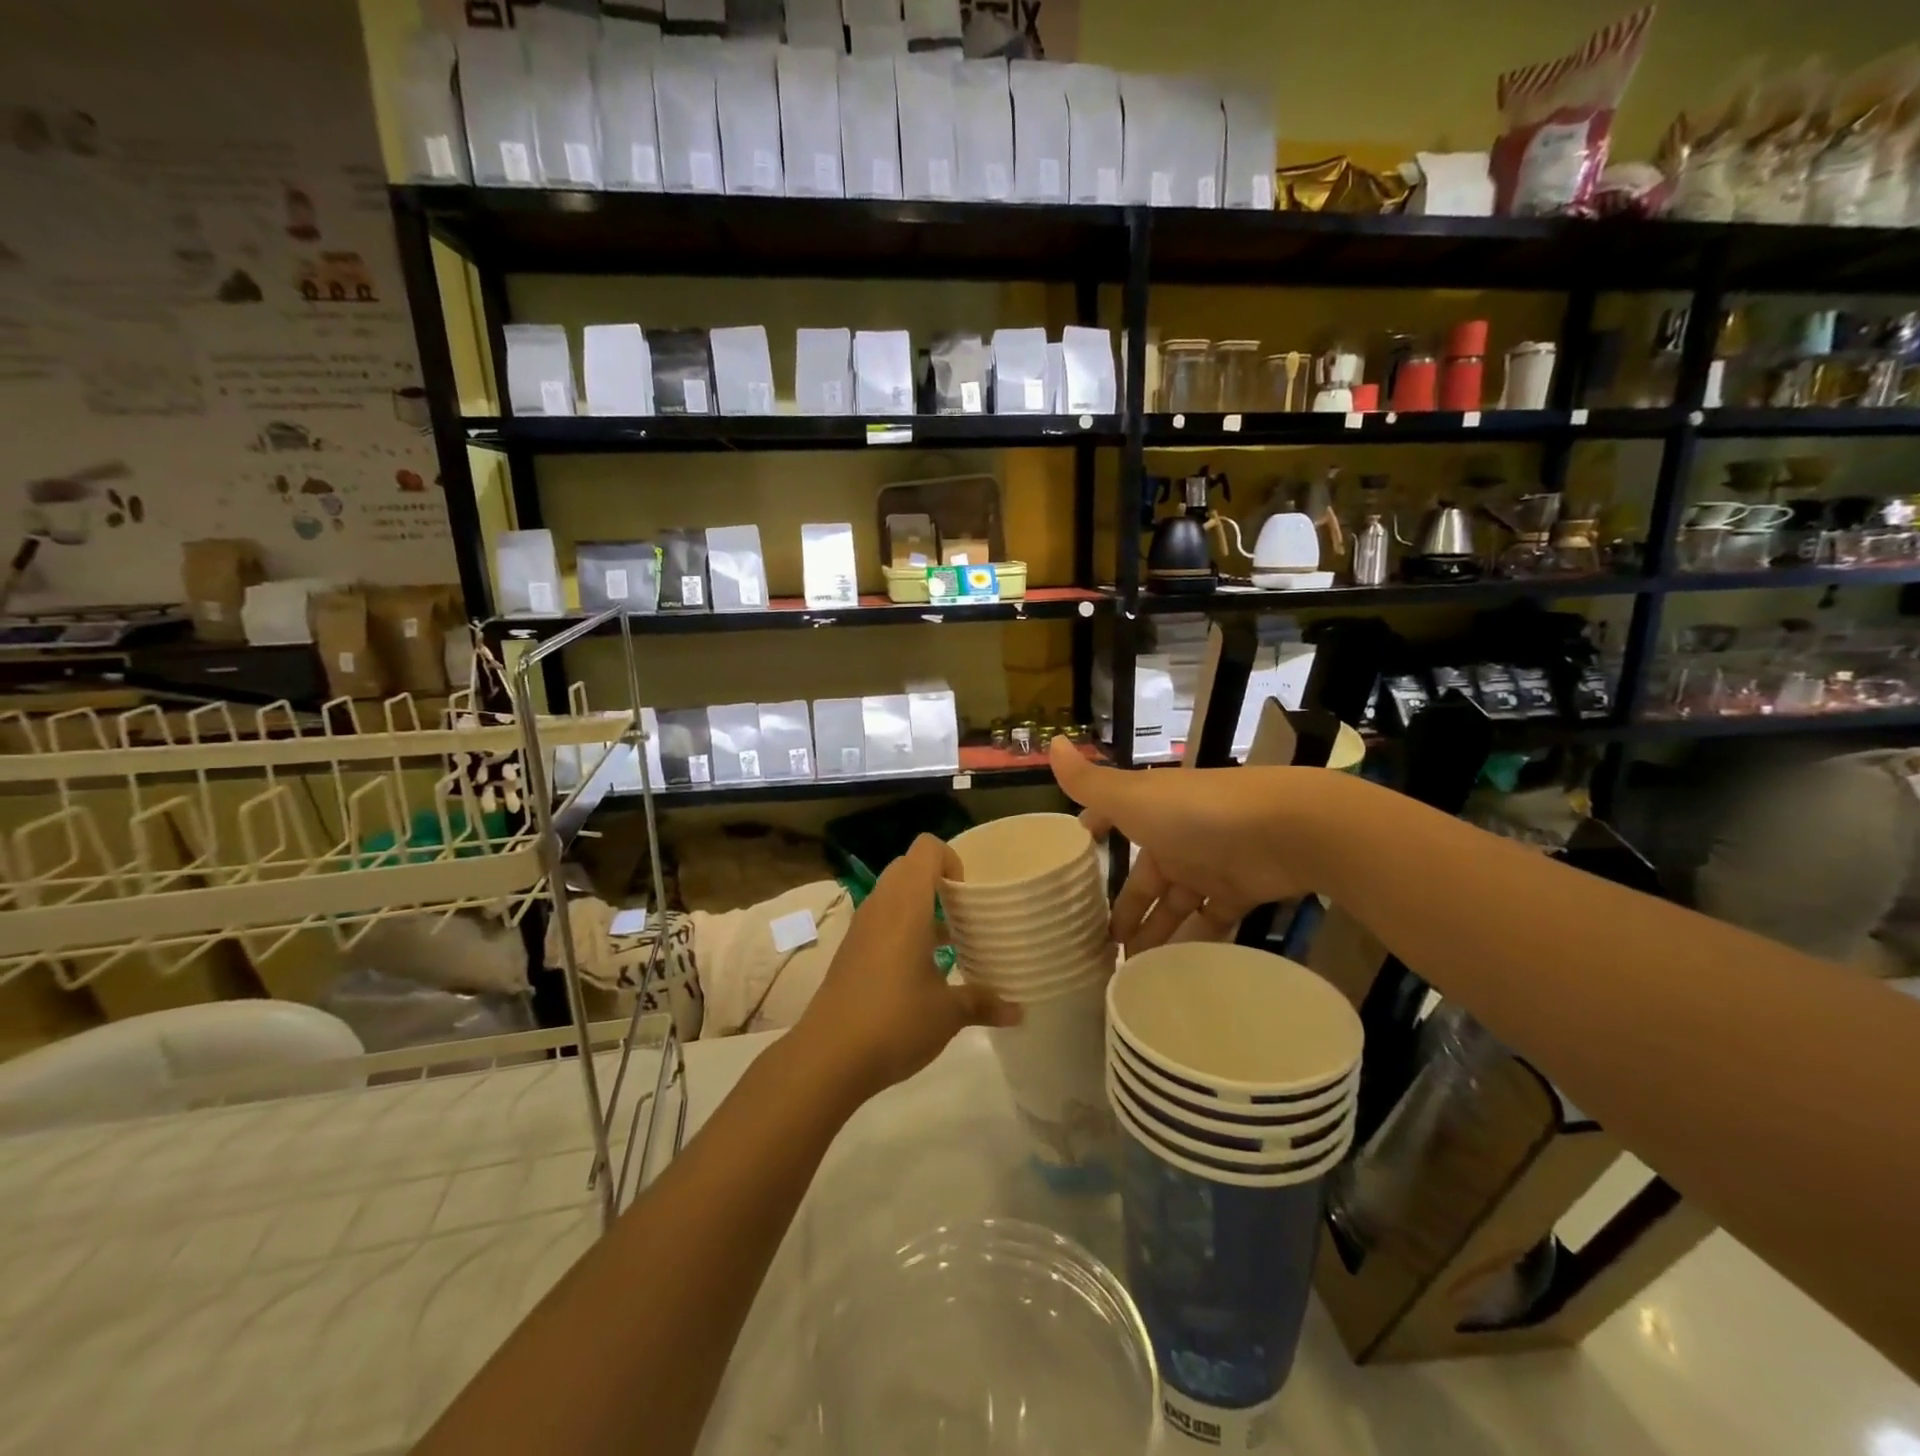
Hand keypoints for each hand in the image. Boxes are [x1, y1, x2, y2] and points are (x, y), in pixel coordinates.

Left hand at [794, 834, 1019, 1104]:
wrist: (827, 1056)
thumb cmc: (895, 1020)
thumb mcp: (948, 1014)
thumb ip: (983, 1003)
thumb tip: (1018, 1011)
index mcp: (906, 904)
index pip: (926, 848)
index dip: (952, 859)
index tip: (968, 894)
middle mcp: (881, 905)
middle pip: (908, 866)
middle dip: (937, 881)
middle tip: (963, 913)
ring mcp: (861, 927)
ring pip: (892, 894)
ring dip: (919, 906)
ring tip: (948, 942)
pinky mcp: (850, 950)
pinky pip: (880, 920)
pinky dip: (901, 928)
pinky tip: (920, 969)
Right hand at [1050, 738, 1337, 952]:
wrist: (1285, 829)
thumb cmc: (1197, 813)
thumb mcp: (1133, 797)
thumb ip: (1089, 782)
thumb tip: (1051, 742)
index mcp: (1150, 813)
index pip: (1114, 822)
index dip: (1095, 837)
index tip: (1074, 864)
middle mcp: (1177, 837)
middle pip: (1144, 879)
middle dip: (1124, 908)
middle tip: (1099, 946)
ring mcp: (1209, 865)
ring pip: (1174, 904)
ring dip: (1154, 932)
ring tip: (1129, 969)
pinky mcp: (1240, 892)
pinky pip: (1210, 921)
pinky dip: (1194, 941)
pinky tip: (1174, 969)